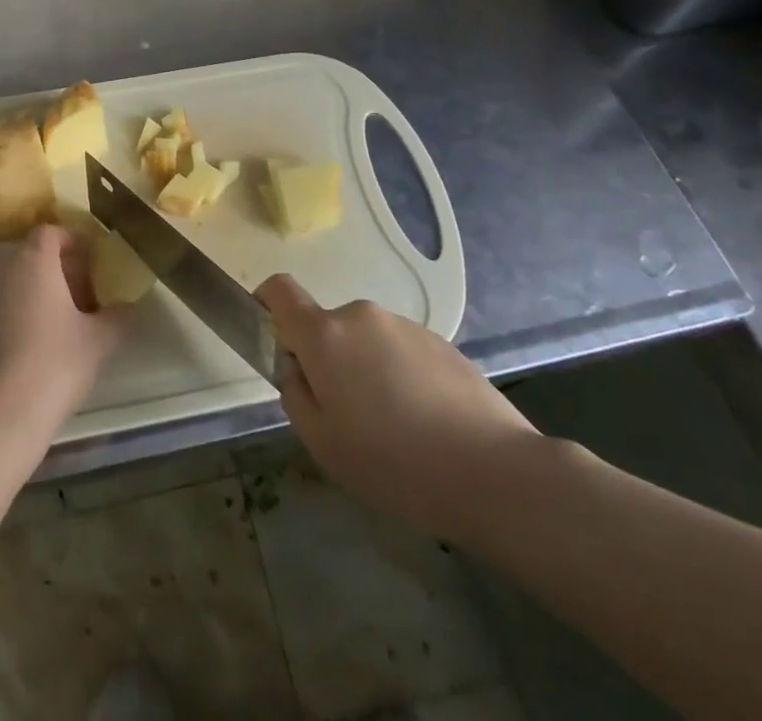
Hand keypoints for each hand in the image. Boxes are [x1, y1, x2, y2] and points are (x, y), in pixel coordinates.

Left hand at [0, 225, 131, 436]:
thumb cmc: (53, 365)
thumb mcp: (99, 341)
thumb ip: (118, 317)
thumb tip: (128, 307)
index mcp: (33, 260)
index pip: (52, 231)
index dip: (75, 244)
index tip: (95, 268)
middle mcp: (2, 270)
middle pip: (34, 255)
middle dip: (61, 271)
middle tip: (86, 300)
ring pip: (17, 282)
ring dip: (41, 294)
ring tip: (65, 329)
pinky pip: (1, 307)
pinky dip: (21, 316)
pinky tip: (38, 352)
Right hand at [257, 275, 543, 543]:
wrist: (494, 472)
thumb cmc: (394, 462)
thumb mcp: (323, 443)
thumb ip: (295, 394)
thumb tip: (297, 367)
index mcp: (325, 334)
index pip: (281, 290)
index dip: (266, 303)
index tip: (271, 337)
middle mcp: (361, 315)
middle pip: (327, 327)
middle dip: (326, 361)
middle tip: (346, 417)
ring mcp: (404, 325)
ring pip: (366, 342)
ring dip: (366, 370)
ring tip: (394, 429)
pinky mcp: (441, 342)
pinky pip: (401, 352)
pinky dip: (400, 377)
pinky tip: (425, 425)